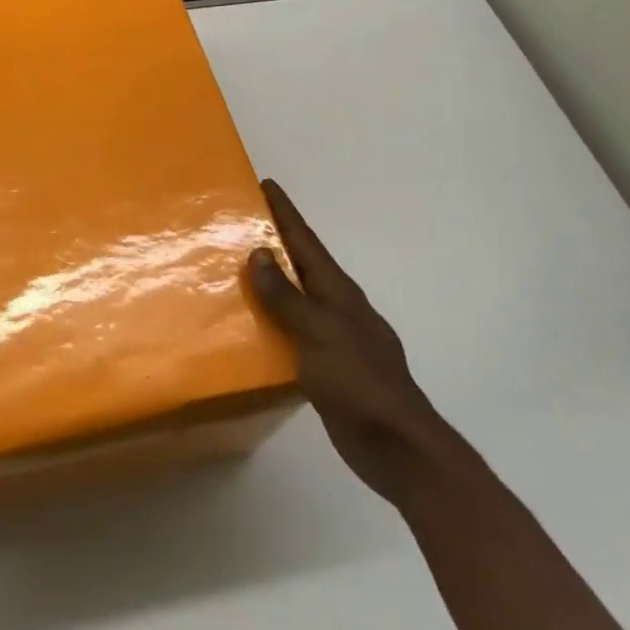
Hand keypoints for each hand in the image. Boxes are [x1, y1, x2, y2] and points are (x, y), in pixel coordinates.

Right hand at [247, 179, 455, 503]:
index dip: (286, 213)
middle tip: (239, 224)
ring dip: (270, 282)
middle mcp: (338, 308)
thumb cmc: (358, 381)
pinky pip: (292, 332)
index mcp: (339, 293)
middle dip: (275, 242)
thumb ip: (287, 296)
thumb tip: (260, 252)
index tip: (265, 185)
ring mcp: (335, 338)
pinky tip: (251, 327)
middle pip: (302, 265)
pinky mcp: (326, 367)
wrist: (395, 445)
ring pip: (296, 299)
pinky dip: (272, 321)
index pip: (307, 242)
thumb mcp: (319, 332)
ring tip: (234, 270)